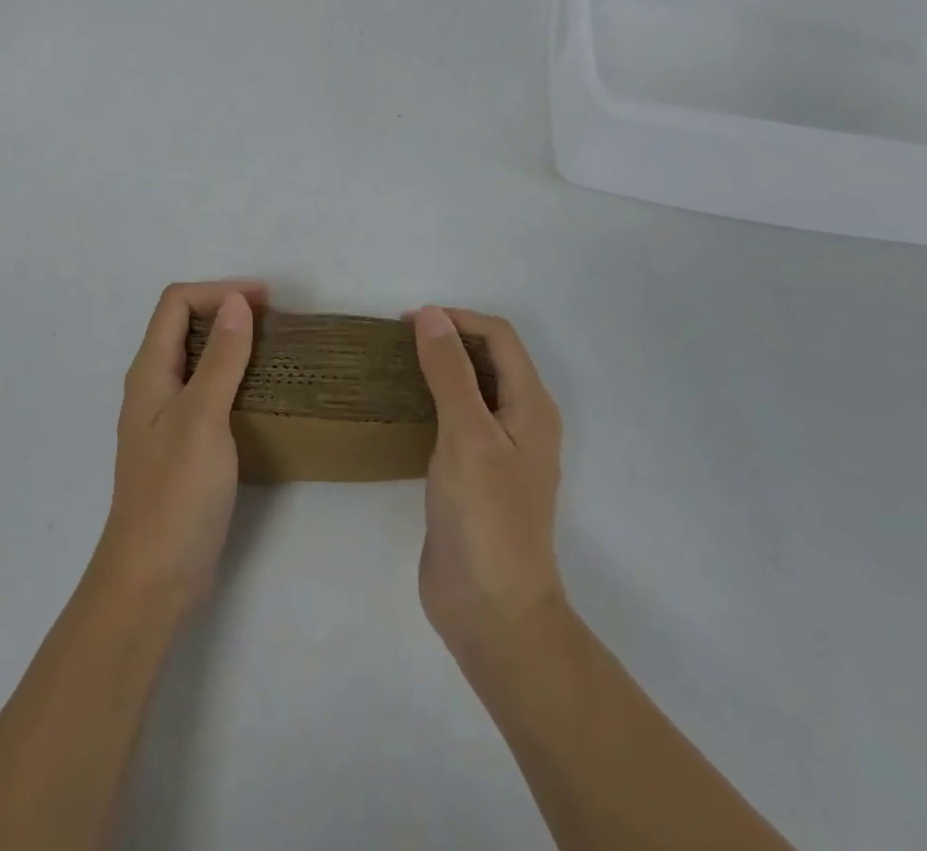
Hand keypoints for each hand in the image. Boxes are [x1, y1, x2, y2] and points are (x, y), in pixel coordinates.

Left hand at [92, 281, 267, 615]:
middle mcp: (154, 387)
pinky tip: (263, 394)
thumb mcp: (203, 418)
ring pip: (198, 359)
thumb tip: (236, 302)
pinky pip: (209, 392)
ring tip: (276, 351)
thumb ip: (221, 359)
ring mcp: (168, 417)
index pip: (176, 304)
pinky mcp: (184, 445)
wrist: (154, 579)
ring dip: (233, 345)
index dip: (218, 291)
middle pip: (185, 326)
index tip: (265, 301)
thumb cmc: (176, 494)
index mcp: (150, 372)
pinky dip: (235, 378)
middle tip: (275, 322)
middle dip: (227, 312)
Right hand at [413, 306, 565, 657]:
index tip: (408, 323)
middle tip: (397, 341)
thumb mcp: (467, 434)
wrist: (492, 611)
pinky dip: (433, 401)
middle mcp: (521, 422)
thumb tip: (431, 315)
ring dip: (439, 369)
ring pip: (471, 389)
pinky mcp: (475, 476)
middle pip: (488, 359)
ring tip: (394, 366)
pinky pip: (457, 421)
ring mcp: (499, 451)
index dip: (457, 319)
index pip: (499, 337)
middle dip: (448, 339)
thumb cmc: (486, 517)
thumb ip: (450, 372)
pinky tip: (403, 409)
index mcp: (531, 406)